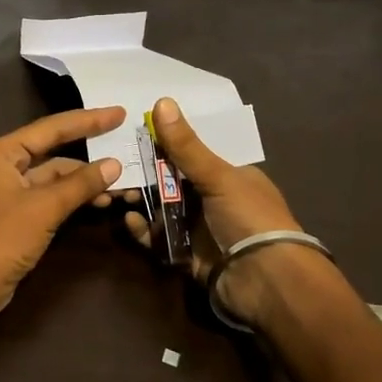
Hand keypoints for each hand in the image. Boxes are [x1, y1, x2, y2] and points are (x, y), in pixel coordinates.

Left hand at [0, 106, 126, 322]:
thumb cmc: (2, 238)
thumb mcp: (45, 208)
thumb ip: (80, 184)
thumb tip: (114, 165)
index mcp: (3, 152)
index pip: (52, 128)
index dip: (88, 120)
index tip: (119, 113)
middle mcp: (5, 165)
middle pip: (54, 150)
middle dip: (89, 153)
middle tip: (125, 145)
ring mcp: (11, 191)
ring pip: (55, 177)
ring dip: (85, 181)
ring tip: (120, 185)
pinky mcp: (18, 215)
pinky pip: (51, 197)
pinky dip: (74, 198)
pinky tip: (100, 202)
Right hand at [124, 97, 332, 328]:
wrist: (265, 281)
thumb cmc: (248, 217)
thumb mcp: (218, 176)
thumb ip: (186, 146)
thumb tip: (162, 101)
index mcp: (231, 176)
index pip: (193, 155)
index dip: (164, 145)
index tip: (134, 137)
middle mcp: (216, 200)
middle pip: (173, 182)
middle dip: (145, 176)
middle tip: (117, 169)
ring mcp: (202, 229)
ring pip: (163, 210)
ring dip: (141, 202)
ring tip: (116, 194)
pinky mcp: (188, 255)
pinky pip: (160, 239)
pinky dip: (144, 231)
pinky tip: (129, 222)